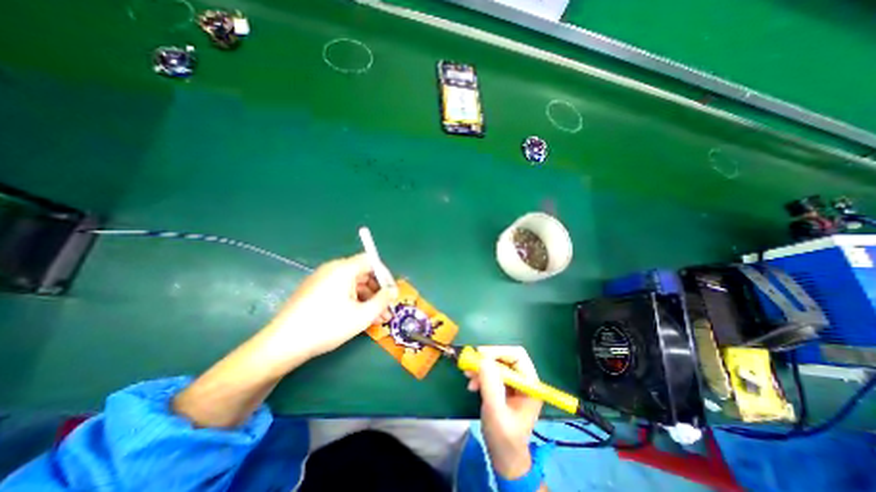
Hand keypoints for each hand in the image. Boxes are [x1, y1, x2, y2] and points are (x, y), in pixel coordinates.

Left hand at [264, 255, 393, 359]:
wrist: (283, 345)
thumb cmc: (327, 326)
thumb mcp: (362, 315)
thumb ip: (382, 300)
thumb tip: (393, 291)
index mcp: (343, 269)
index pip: (371, 261)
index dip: (385, 275)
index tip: (392, 292)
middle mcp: (332, 269)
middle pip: (363, 273)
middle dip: (378, 291)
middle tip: (387, 309)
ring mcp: (322, 280)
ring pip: (353, 285)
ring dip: (368, 299)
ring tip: (378, 318)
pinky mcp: (315, 292)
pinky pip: (341, 291)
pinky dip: (354, 301)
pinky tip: (361, 318)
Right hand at [465, 344, 541, 477]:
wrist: (504, 457)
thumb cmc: (504, 438)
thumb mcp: (496, 413)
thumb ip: (491, 386)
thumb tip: (483, 359)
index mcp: (530, 384)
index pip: (517, 356)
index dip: (498, 351)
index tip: (480, 355)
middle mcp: (523, 379)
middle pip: (505, 356)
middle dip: (487, 359)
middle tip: (471, 363)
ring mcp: (513, 382)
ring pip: (496, 362)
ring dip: (481, 366)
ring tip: (468, 376)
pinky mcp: (503, 385)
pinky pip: (490, 371)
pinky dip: (480, 374)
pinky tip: (472, 384)